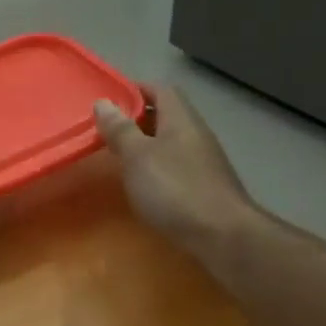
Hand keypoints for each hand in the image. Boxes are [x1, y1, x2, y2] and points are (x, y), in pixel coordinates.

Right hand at [93, 86, 257, 263]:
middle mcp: (196, 134)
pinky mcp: (206, 186)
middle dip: (137, 118)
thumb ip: (120, 129)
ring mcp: (204, 161)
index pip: (160, 90)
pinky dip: (157, 166)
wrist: (222, 235)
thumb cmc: (175, 189)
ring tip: (119, 156)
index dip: (135, 89)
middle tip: (107, 129)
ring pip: (171, 141)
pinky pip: (176, 165)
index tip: (109, 99)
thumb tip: (103, 102)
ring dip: (146, 144)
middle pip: (166, 115)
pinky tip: (144, 184)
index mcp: (180, 119)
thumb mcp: (137, 156)